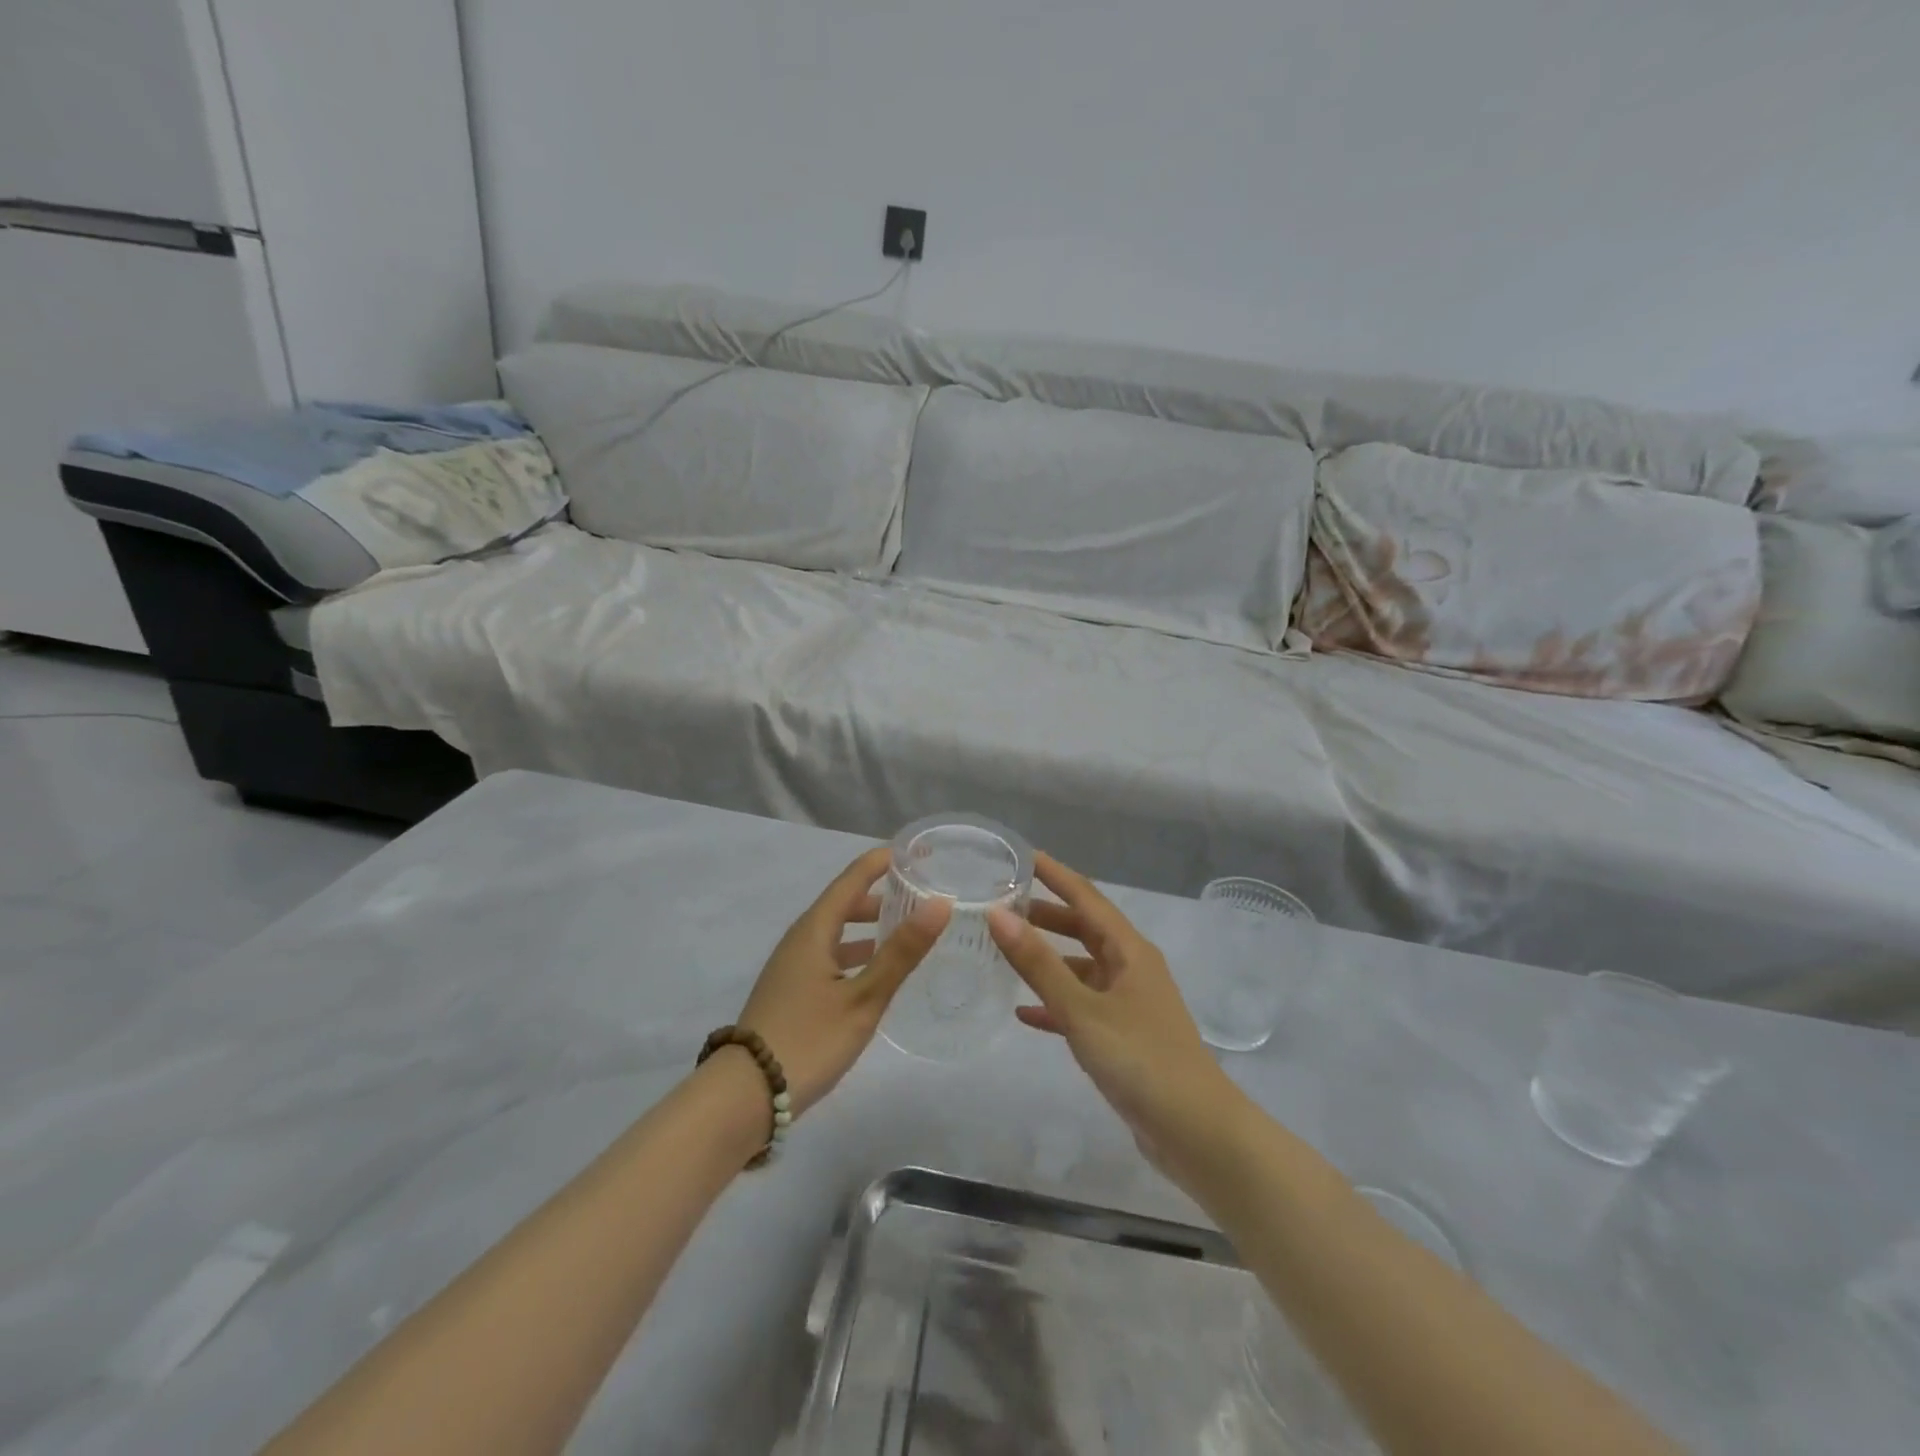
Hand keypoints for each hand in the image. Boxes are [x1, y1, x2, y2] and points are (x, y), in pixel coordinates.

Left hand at [737, 846, 950, 1115]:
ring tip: (905, 930)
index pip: (852, 878)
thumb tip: (940, 903)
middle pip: (843, 902)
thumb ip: (901, 952)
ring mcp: (792, 965)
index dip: (883, 861)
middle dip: (881, 894)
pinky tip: (874, 972)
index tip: (918, 852)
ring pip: (836, 931)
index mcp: (814, 929)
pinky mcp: (791, 990)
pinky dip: (856, 951)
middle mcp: (800, 939)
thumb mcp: (863, 997)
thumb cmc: (809, 1039)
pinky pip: (829, 954)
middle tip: (921, 894)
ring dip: (869, 925)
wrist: (746, 1095)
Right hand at [987, 853, 1247, 1185]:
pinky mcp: (1124, 1037)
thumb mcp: (1082, 1009)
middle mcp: (1132, 968)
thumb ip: (1038, 964)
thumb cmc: (1141, 1059)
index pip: (1087, 897)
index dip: (1055, 874)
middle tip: (1003, 904)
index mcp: (1130, 951)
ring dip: (1048, 958)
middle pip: (1085, 929)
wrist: (1196, 1132)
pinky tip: (1024, 1013)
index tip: (1022, 856)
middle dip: (1046, 914)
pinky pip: (1082, 1007)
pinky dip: (1055, 1004)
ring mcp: (1129, 1003)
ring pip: (1082, 968)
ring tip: (1007, 950)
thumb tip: (998, 914)